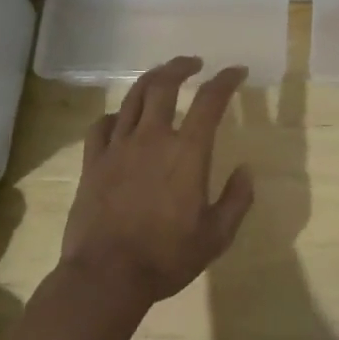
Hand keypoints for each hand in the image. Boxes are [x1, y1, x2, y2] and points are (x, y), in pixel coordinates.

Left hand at [59, 57, 255, 308]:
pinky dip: (116, 115)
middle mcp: (152, 138)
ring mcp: (118, 148)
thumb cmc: (167, 257)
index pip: (210, 101)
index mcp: (187, 152)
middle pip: (164, 85)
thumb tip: (246, 171)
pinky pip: (101, 125)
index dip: (226, 80)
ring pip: (132, 98)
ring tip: (161, 77)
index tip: (236, 72)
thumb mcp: (216, 236)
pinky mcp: (92, 163)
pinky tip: (122, 119)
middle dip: (181, 67)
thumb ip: (237, 200)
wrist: (106, 276)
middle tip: (193, 63)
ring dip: (150, 80)